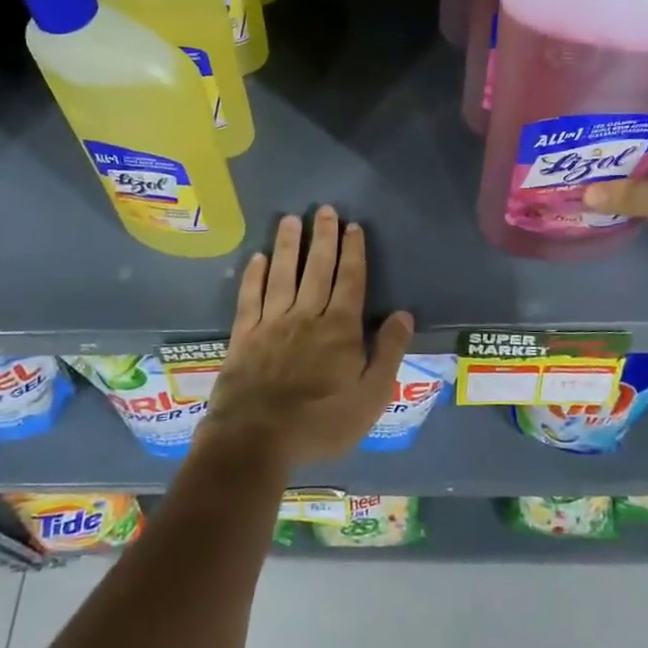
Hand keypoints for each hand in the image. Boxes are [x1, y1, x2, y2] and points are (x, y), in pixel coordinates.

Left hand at [195, 206, 415, 471]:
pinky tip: (257, 258)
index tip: (353, 226)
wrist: (256, 439)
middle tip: (324, 209)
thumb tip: (403, 314)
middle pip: (317, 269)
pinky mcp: (244, 335)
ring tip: (290, 219)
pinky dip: (254, 275)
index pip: (350, 280)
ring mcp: (272, 323)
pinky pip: (250, 297)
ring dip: (288, 245)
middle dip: (323, 237)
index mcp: (340, 329)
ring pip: (282, 274)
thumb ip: (388, 352)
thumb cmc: (321, 423)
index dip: (353, 252)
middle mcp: (306, 316)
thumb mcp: (371, 396)